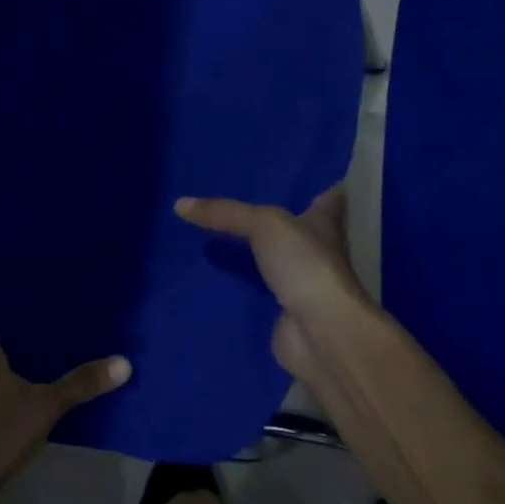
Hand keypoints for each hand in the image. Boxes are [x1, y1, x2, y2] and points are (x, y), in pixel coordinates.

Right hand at [174, 185, 379, 377]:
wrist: (319, 332)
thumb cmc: (305, 264)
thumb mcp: (264, 225)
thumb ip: (225, 213)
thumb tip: (180, 204)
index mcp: (324, 222)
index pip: (324, 194)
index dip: (309, 182)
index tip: (283, 171)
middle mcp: (316, 250)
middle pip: (291, 227)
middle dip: (266, 216)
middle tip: (227, 199)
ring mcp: (300, 282)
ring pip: (270, 259)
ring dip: (248, 252)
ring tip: (207, 232)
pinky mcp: (283, 310)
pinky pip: (254, 291)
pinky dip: (236, 285)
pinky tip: (208, 274)